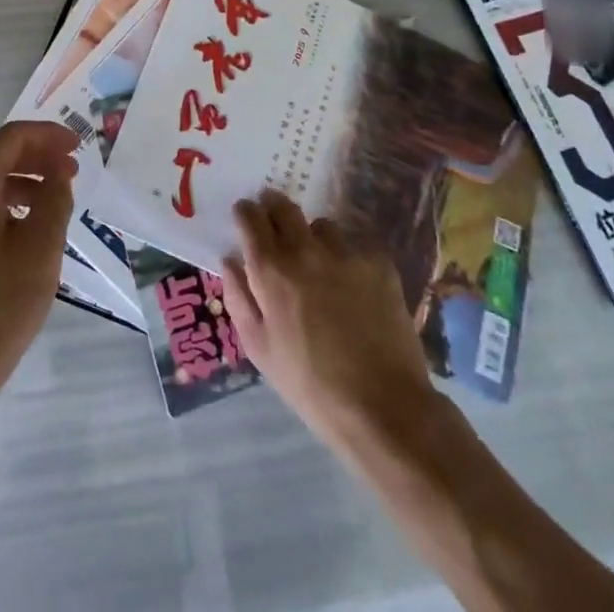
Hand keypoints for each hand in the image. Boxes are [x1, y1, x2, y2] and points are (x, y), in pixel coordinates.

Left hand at [0, 120, 78, 393]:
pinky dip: (5, 205)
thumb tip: (57, 174)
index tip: (78, 146)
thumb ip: (54, 199)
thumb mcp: (41, 248)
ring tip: (56, 199)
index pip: (11, 138)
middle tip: (72, 170)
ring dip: (24, 182)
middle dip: (37, 158)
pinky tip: (28, 228)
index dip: (48, 137)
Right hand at [221, 191, 437, 446]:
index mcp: (271, 269)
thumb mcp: (259, 349)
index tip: (245, 217)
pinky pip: (355, 246)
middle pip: (284, 206)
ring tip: (319, 264)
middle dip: (273, 208)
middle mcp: (305, 249)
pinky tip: (353, 286)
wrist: (383, 407)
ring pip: (321, 226)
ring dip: (313, 237)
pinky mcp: (379, 263)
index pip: (250, 217)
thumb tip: (230, 259)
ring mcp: (345, 253)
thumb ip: (239, 297)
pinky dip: (348, 258)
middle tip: (275, 224)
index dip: (245, 213)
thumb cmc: (310, 384)